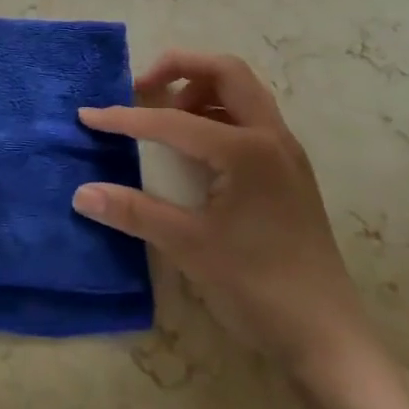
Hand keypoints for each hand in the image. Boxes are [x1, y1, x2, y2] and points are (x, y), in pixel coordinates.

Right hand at [73, 51, 376, 380]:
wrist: (327, 338)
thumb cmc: (258, 287)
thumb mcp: (189, 247)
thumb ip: (133, 212)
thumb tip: (81, 193)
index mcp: (247, 150)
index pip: (174, 120)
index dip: (126, 118)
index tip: (89, 116)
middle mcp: (272, 137)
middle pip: (226, 71)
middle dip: (178, 69)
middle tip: (142, 90)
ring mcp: (285, 153)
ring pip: (242, 92)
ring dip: (200, 90)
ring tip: (166, 119)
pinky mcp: (288, 171)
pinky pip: (250, 119)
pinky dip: (217, 114)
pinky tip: (194, 150)